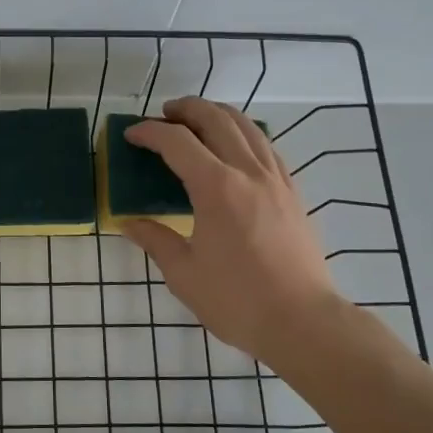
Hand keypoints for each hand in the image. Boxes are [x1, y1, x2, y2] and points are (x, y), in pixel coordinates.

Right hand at [121, 97, 343, 361]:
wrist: (303, 322)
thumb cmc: (237, 301)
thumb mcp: (183, 274)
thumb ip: (155, 240)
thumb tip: (129, 223)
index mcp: (216, 188)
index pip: (177, 142)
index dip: (150, 132)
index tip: (131, 135)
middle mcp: (248, 172)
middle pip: (216, 119)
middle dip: (186, 109)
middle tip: (164, 115)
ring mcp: (276, 180)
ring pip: (247, 127)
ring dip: (218, 115)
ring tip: (197, 121)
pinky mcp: (293, 192)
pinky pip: (267, 147)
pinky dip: (245, 134)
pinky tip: (235, 148)